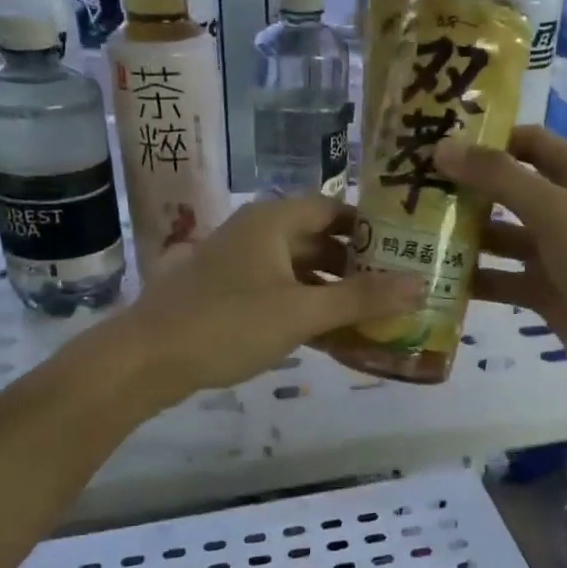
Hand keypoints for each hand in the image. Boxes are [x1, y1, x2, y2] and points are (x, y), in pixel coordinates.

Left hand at [117, 197, 422, 405]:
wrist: (146, 359)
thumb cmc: (227, 324)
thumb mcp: (301, 312)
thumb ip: (361, 299)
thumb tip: (420, 284)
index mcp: (273, 220)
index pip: (335, 208)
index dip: (372, 226)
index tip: (407, 247)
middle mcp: (257, 233)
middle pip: (320, 240)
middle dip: (358, 264)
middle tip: (400, 285)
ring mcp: (241, 265)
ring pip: (301, 270)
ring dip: (335, 291)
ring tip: (377, 314)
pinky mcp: (230, 295)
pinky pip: (281, 293)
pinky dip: (308, 309)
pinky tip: (336, 336)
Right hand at [435, 126, 566, 392]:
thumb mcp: (552, 208)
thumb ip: (498, 177)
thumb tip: (442, 148)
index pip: (530, 143)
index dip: (489, 139)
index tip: (440, 142)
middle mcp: (566, 209)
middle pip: (509, 189)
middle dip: (467, 188)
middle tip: (414, 187)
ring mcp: (555, 252)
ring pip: (502, 236)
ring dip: (466, 235)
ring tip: (415, 231)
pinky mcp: (544, 291)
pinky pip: (503, 278)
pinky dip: (475, 278)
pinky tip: (437, 277)